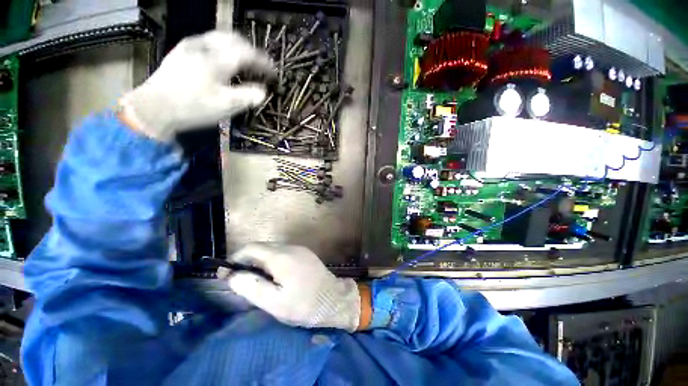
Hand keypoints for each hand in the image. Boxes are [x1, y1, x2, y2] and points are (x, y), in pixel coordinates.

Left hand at [119, 30, 273, 140]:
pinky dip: (222, 49)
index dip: (265, 63)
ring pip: (220, 38)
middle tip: (260, 66)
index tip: (274, 74)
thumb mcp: (227, 105)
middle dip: (251, 51)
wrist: (154, 108)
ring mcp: (191, 46)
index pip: (248, 54)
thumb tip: (263, 91)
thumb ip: (249, 96)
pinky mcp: (181, 51)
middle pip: (234, 39)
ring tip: (244, 63)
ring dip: (237, 48)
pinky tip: (223, 62)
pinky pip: (208, 43)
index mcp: (218, 59)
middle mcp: (205, 46)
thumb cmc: (194, 107)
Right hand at [227, 243, 361, 331]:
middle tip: (240, 280)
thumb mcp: (274, 302)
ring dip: (260, 261)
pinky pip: (283, 252)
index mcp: (281, 256)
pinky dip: (272, 261)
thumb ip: (252, 287)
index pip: (251, 248)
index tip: (226, 273)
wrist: (334, 300)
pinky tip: (274, 276)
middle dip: (247, 260)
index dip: (235, 258)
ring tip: (256, 280)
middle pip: (262, 247)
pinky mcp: (305, 254)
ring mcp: (300, 249)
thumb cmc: (304, 305)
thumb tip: (232, 275)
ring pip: (272, 249)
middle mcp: (290, 247)